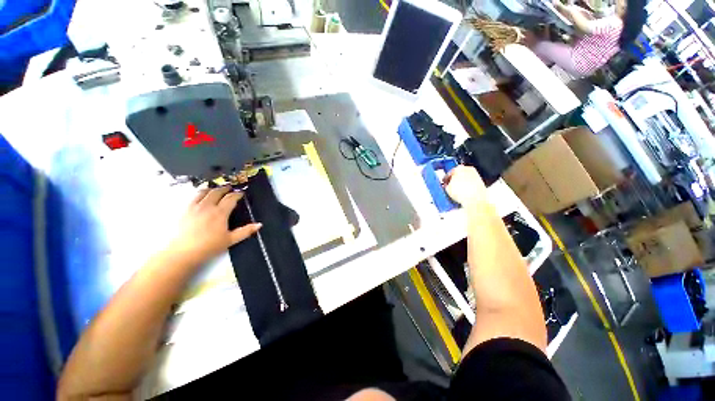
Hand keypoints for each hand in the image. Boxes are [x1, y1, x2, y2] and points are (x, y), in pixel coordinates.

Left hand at [169, 186, 260, 263]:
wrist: (183, 252)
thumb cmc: (209, 246)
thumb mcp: (230, 240)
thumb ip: (246, 231)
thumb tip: (259, 224)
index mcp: (220, 213)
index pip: (230, 198)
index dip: (237, 194)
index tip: (241, 193)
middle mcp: (207, 207)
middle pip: (217, 192)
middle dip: (225, 188)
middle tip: (230, 187)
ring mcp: (194, 207)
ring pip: (204, 192)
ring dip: (212, 188)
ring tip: (216, 188)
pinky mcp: (185, 210)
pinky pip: (193, 197)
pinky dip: (200, 193)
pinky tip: (201, 196)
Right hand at [443, 166, 486, 205]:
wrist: (474, 199)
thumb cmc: (463, 193)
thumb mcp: (447, 188)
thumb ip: (446, 185)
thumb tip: (447, 186)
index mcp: (459, 168)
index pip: (450, 172)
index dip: (446, 178)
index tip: (444, 182)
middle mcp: (468, 170)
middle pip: (459, 174)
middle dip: (454, 180)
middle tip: (450, 186)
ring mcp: (475, 176)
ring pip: (465, 179)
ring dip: (460, 184)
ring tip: (456, 192)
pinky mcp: (480, 183)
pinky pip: (470, 184)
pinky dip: (466, 187)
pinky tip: (463, 194)